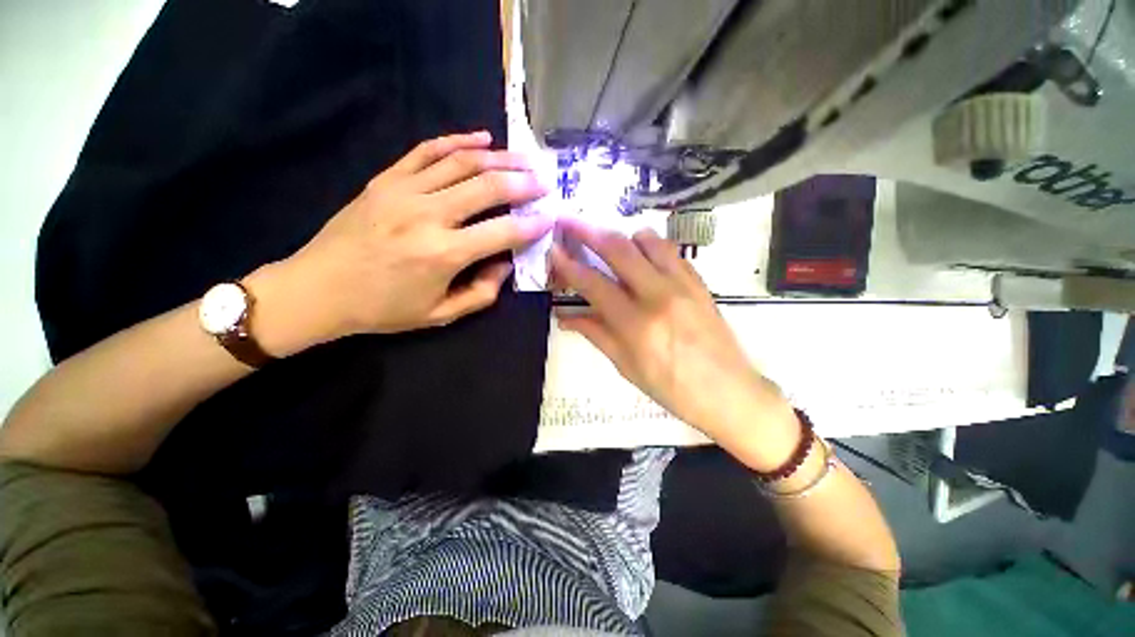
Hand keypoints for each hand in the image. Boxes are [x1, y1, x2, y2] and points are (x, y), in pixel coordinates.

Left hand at [251, 131, 552, 355]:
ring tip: (524, 158)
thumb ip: (482, 293)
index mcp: (444, 254)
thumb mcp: (440, 315)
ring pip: (462, 163)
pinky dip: (457, 141)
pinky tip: (481, 138)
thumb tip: (506, 264)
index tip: (550, 218)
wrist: (317, 289)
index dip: (532, 225)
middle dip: (523, 183)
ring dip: (500, 158)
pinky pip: (426, 150)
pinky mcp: (385, 179)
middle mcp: (428, 215)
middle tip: (545, 181)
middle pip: (487, 187)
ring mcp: (404, 191)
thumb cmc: (382, 309)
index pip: (503, 232)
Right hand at [549, 217, 798, 470]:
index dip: (569, 265)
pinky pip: (672, 251)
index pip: (593, 284)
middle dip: (589, 232)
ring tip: (611, 244)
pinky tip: (643, 256)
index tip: (554, 249)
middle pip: (618, 250)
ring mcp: (683, 285)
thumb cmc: (672, 388)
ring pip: (648, 241)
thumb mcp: (627, 367)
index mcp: (636, 325)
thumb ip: (596, 335)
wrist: (729, 392)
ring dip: (623, 237)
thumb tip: (566, 317)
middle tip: (571, 222)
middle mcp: (658, 296)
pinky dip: (651, 246)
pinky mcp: (700, 282)